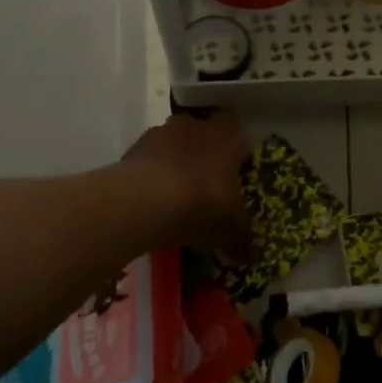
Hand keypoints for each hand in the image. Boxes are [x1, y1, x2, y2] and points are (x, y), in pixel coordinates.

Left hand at [125, 112, 252, 261]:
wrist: (147, 200)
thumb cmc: (203, 204)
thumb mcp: (231, 229)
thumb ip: (241, 239)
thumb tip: (247, 256)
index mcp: (228, 137)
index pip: (238, 132)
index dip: (236, 149)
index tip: (235, 170)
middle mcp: (197, 126)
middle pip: (203, 132)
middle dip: (204, 152)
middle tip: (205, 181)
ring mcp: (162, 133)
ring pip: (173, 142)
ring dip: (175, 160)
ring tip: (174, 193)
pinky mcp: (134, 147)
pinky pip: (148, 158)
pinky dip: (151, 173)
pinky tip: (151, 199)